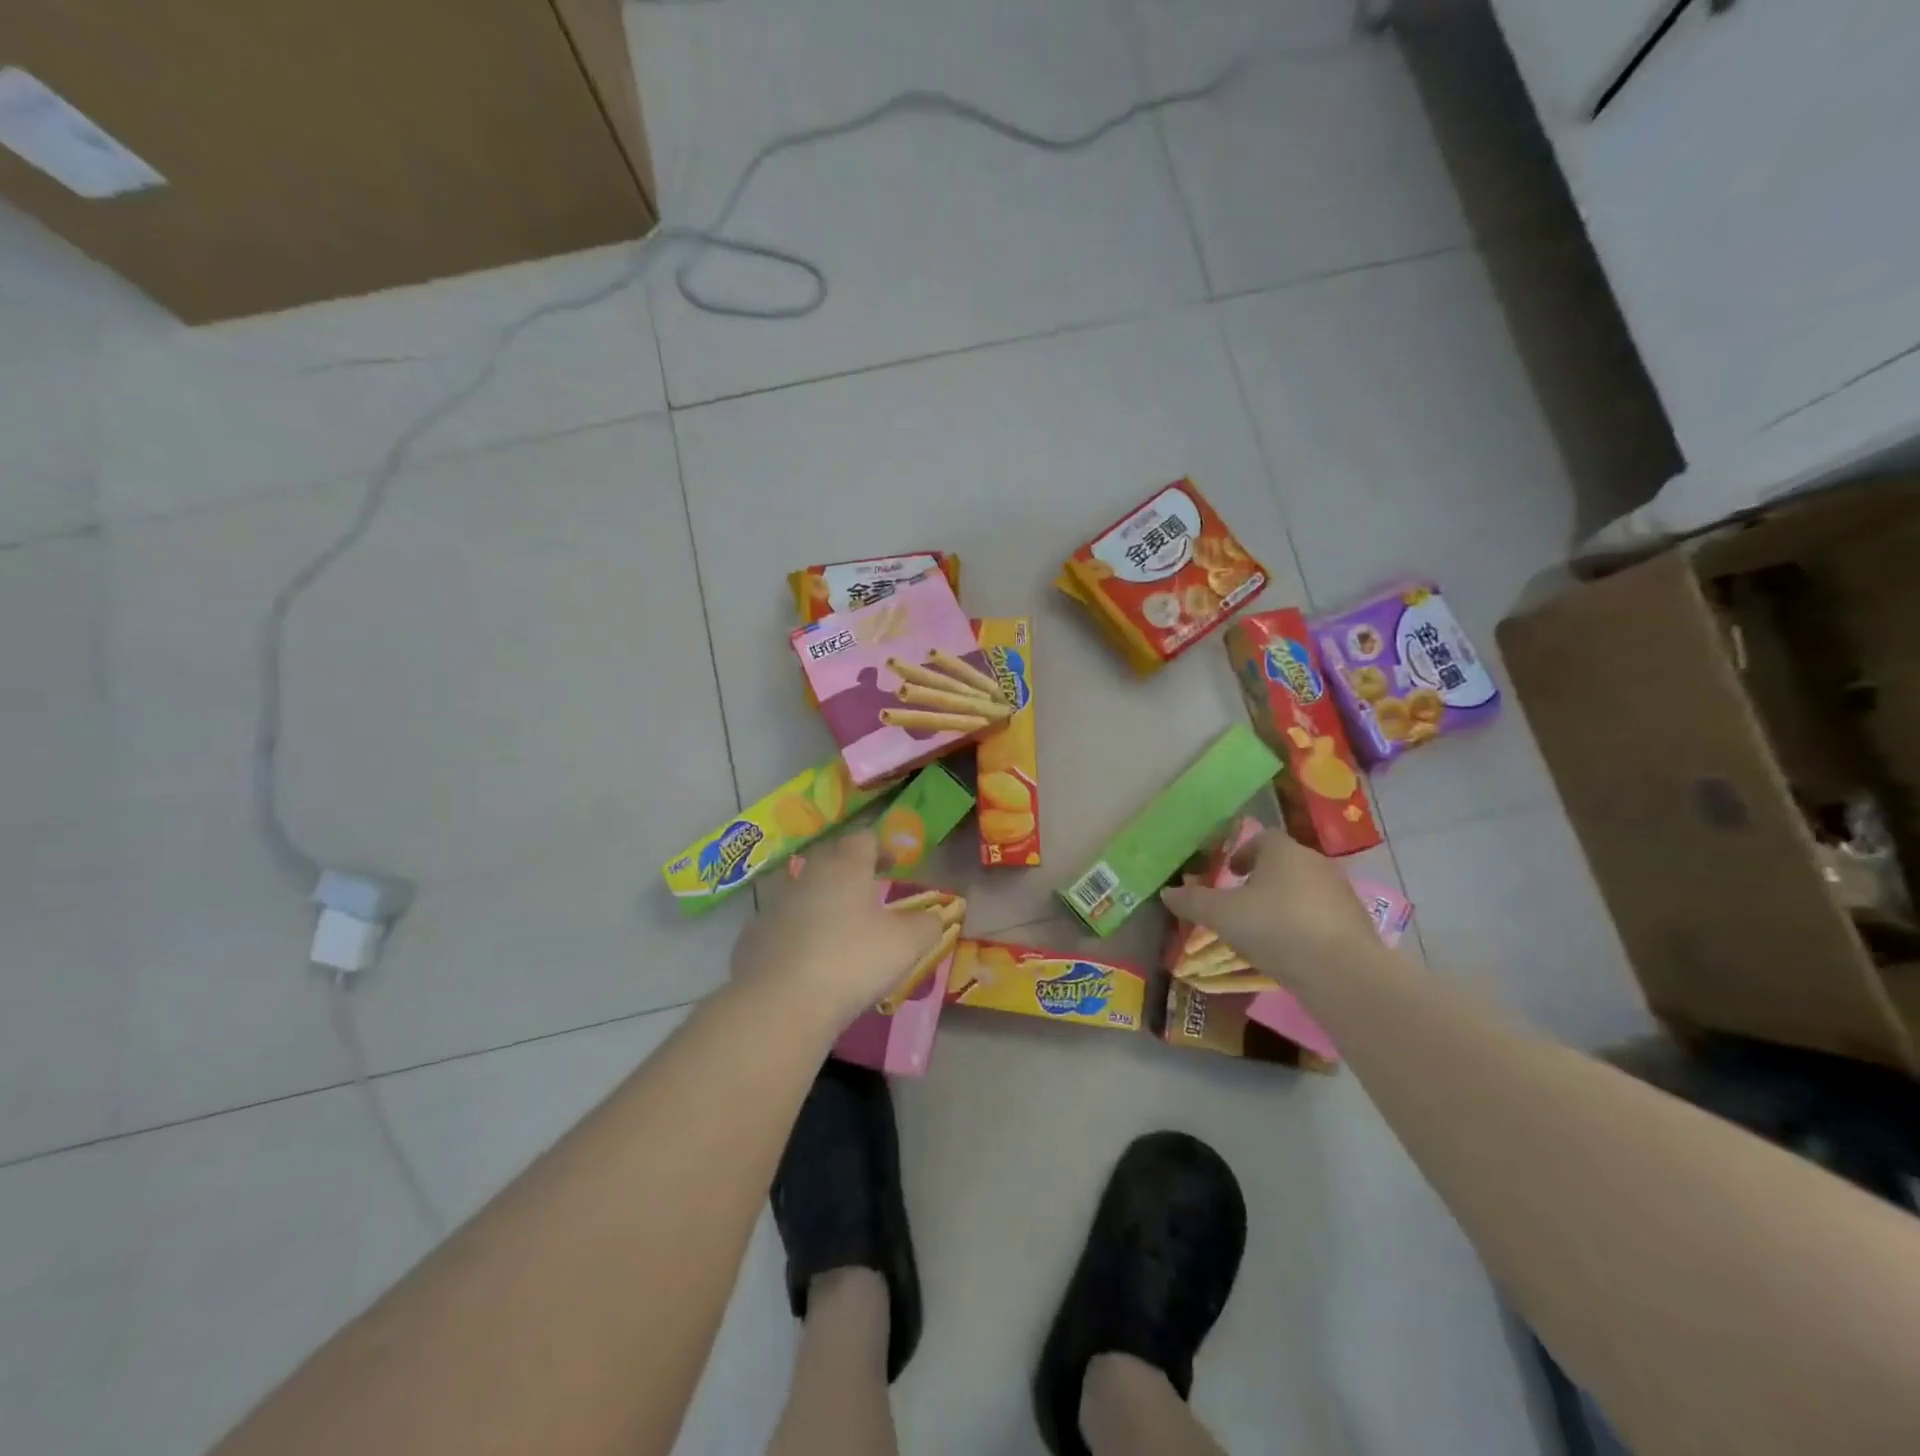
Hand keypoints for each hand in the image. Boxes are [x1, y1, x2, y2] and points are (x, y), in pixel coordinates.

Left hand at [729, 829, 945, 1027]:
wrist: (780, 1004)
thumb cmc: (852, 962)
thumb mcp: (906, 945)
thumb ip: (926, 925)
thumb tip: (934, 917)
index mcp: (846, 867)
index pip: (863, 838)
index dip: (880, 847)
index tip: (893, 865)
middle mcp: (808, 876)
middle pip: (830, 858)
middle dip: (849, 869)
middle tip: (867, 891)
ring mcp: (775, 905)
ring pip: (803, 891)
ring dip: (821, 901)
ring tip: (839, 929)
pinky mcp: (752, 937)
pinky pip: (781, 925)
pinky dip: (796, 933)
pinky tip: (807, 960)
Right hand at [1160, 829, 1379, 988]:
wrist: (1342, 972)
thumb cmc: (1274, 928)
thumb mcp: (1221, 915)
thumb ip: (1193, 901)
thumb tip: (1167, 891)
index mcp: (1283, 851)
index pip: (1262, 838)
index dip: (1242, 853)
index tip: (1229, 872)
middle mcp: (1316, 863)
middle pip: (1284, 863)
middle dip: (1262, 879)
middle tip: (1241, 902)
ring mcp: (1341, 893)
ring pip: (1304, 890)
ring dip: (1284, 903)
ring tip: (1264, 930)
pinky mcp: (1356, 924)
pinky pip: (1322, 917)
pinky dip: (1304, 926)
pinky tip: (1291, 951)